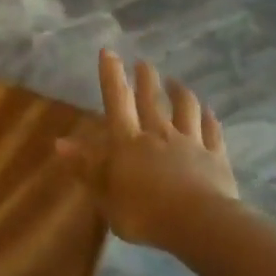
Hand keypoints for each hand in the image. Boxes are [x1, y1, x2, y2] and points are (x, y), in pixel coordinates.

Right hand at [55, 49, 238, 252]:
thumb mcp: (105, 196)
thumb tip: (60, 143)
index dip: (112, 77)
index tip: (109, 52)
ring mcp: (190, 143)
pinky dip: (209, 119)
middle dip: (145, 79)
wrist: (198, 223)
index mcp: (128, 143)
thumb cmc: (143, 213)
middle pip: (151, 100)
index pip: (117, 102)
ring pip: (185, 109)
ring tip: (176, 82)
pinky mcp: (215, 157)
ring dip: (179, 92)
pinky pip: (212, 131)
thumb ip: (86, 168)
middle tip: (143, 63)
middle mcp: (159, 134)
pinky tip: (209, 112)